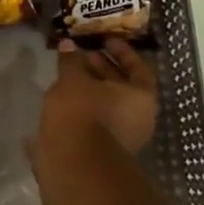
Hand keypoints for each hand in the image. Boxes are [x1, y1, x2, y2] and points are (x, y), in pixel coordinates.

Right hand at [41, 38, 157, 154]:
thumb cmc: (82, 112)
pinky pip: (95, 120)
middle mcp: (139, 118)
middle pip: (123, 87)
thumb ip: (71, 61)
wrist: (74, 165)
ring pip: (107, 105)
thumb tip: (68, 44)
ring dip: (90, 89)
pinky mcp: (102, 151)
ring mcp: (122, 137)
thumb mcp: (73, 80)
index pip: (138, 67)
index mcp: (142, 97)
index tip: (105, 40)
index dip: (122, 51)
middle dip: (102, 69)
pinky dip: (82, 107)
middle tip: (82, 55)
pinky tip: (61, 99)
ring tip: (67, 76)